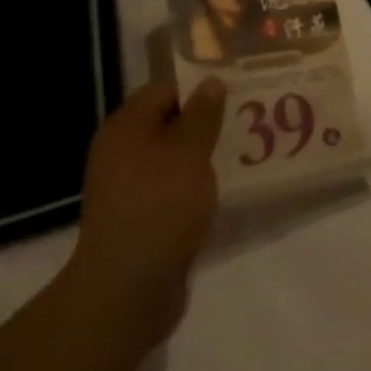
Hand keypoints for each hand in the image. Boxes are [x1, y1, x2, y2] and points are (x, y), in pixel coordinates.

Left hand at [60, 76, 226, 349]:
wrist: (127, 288)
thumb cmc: (159, 206)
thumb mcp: (189, 151)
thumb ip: (203, 114)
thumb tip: (210, 83)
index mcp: (125, 128)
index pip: (164, 89)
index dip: (200, 84)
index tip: (238, 86)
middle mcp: (121, 152)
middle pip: (169, 122)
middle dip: (208, 119)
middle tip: (249, 115)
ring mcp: (129, 187)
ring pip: (174, 156)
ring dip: (205, 153)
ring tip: (246, 147)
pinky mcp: (142, 216)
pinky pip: (174, 186)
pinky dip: (197, 182)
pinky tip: (227, 185)